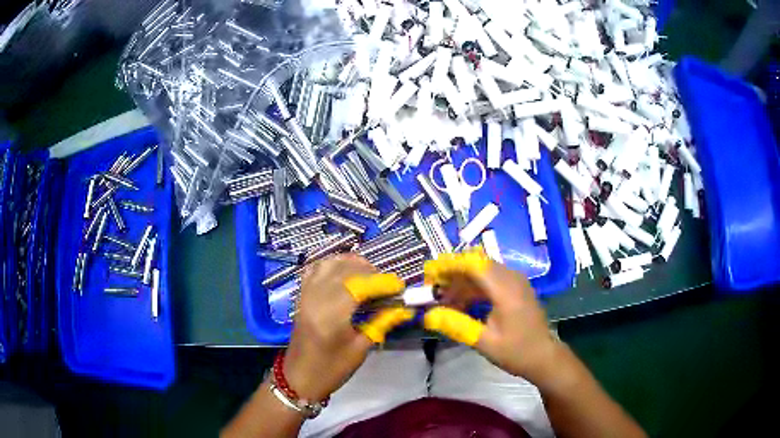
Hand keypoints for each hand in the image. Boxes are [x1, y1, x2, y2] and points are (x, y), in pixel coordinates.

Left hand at [282, 254, 413, 401]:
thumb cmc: (331, 369)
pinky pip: (315, 269)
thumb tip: (402, 308)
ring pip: (329, 263)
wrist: (299, 378)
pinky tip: (344, 272)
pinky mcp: (301, 295)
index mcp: (331, 315)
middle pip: (344, 269)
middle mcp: (316, 298)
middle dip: (369, 271)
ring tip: (368, 274)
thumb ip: (381, 323)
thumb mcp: (360, 349)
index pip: (359, 285)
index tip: (400, 287)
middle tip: (386, 284)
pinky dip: (332, 265)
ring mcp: (306, 294)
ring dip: (350, 263)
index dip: (382, 282)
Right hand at [422, 251, 560, 383]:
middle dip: (452, 273)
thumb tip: (428, 316)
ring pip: (482, 271)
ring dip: (462, 281)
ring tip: (443, 299)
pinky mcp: (516, 287)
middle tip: (432, 288)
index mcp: (506, 289)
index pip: (474, 264)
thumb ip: (457, 325)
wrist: (543, 356)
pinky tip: (462, 303)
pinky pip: (490, 279)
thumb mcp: (484, 342)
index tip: (429, 273)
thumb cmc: (516, 351)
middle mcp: (512, 278)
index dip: (449, 265)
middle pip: (477, 264)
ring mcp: (515, 281)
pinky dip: (473, 287)